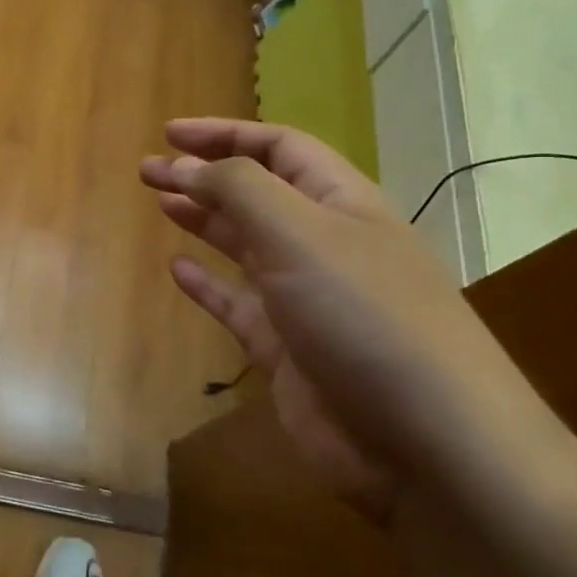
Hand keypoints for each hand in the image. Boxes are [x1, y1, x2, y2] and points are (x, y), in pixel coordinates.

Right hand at [142, 119, 541, 522]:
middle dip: (204, 174)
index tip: (170, 133)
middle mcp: (325, 243)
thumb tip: (186, 164)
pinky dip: (209, 284)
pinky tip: (178, 269)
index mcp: (341, 202)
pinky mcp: (289, 350)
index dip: (225, 134)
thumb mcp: (300, 234)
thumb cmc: (365, 316)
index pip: (279, 148)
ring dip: (204, 220)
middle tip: (149, 169)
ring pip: (246, 245)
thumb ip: (239, 189)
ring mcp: (307, 299)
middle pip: (257, 193)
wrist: (427, 443)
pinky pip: (239, 304)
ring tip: (160, 202)